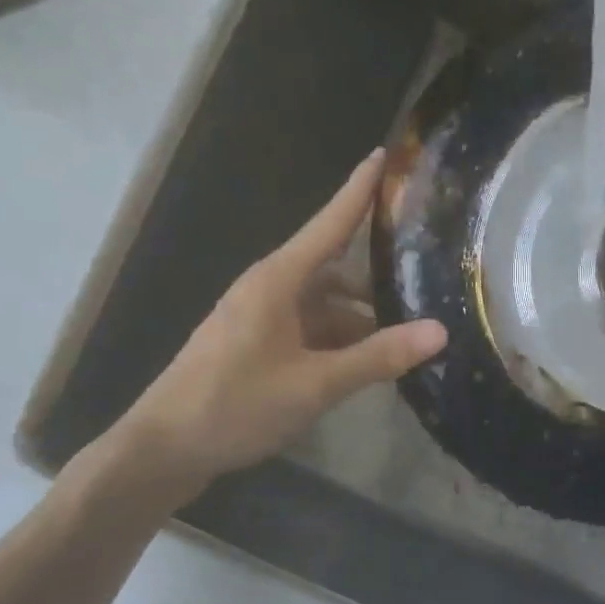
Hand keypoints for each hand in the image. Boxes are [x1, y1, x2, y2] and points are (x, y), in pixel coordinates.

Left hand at [99, 149, 445, 509]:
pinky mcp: (256, 348)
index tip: (384, 155)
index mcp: (278, 280)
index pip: (329, 223)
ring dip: (360, 321)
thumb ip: (377, 357)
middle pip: (333, 269)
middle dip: (376, 280)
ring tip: (408, 339)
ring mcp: (260, 320)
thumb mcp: (315, 383)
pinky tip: (367, 366)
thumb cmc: (236, 404)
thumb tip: (439, 331)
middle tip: (427, 282)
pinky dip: (339, 343)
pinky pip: (308, 332)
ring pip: (323, 307)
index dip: (358, 190)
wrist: (165, 449)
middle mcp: (269, 290)